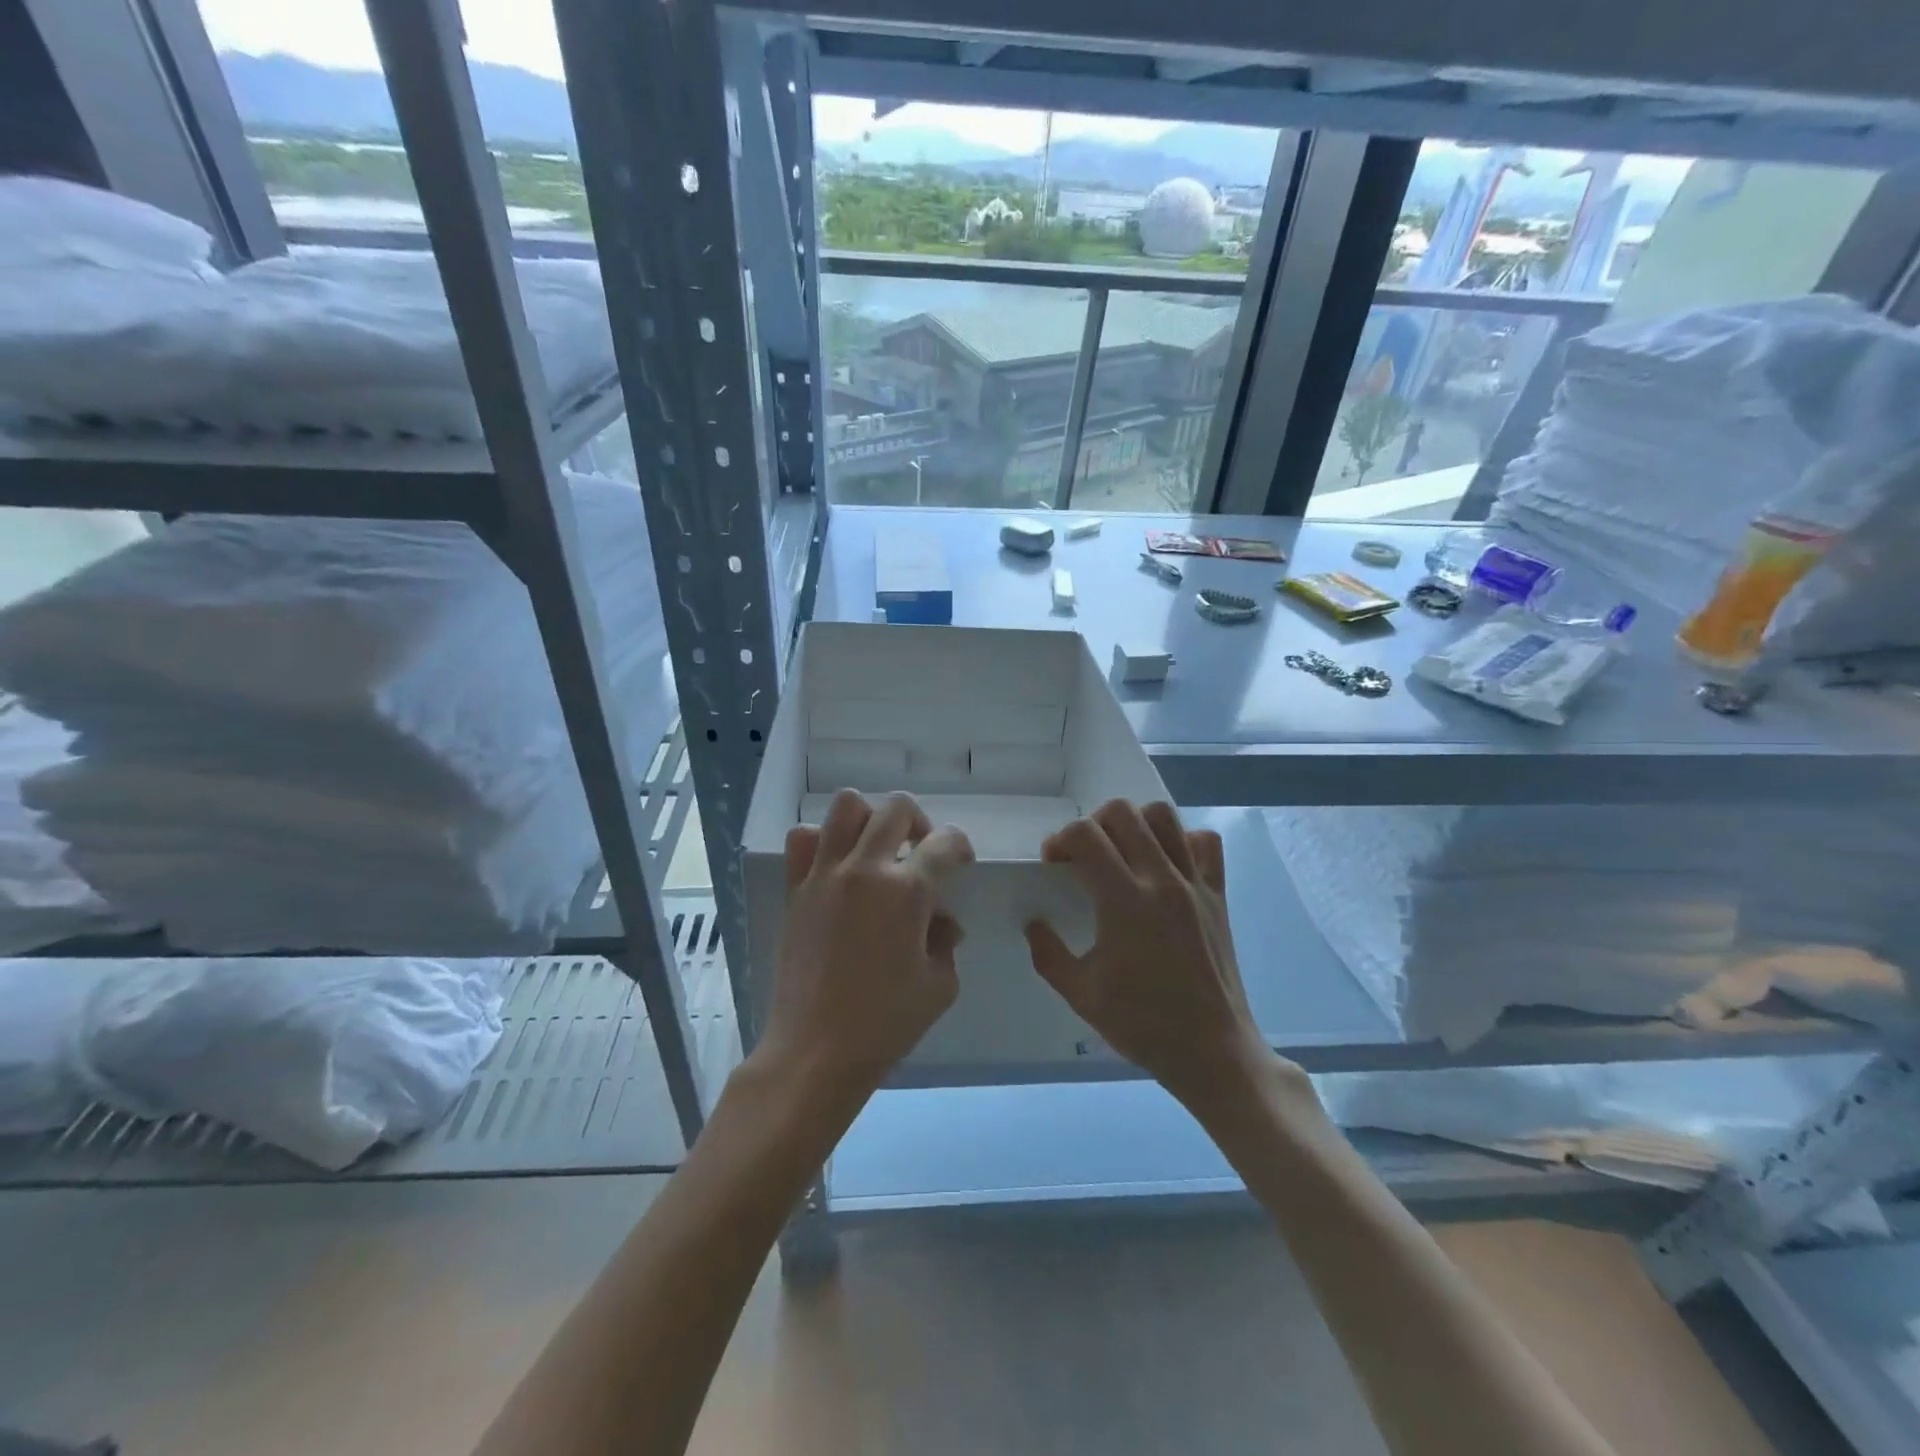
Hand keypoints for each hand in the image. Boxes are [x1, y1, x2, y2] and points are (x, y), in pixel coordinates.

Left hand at [754, 790, 973, 1107]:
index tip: (960, 863)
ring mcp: (825, 875)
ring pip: (847, 806)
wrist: (815, 1052)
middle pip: (897, 807)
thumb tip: (939, 922)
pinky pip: (803, 840)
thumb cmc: (886, 1024)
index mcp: (907, 891)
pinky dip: (822, 840)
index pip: (945, 842)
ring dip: (870, 819)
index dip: (960, 847)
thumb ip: (946, 942)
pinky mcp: (796, 889)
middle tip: (920, 854)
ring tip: (877, 851)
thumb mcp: (940, 986)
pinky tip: (836, 867)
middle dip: (920, 823)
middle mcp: (865, 869)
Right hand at [1025, 800, 1274, 1108]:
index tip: (1054, 866)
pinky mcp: (1218, 894)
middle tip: (1085, 858)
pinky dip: (1182, 841)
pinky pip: (1205, 843)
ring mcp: (1194, 883)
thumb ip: (1048, 954)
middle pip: (1122, 812)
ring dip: (1134, 824)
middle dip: (1092, 825)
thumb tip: (1033, 924)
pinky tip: (1166, 866)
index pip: (1085, 836)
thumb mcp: (1081, 996)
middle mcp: (1161, 880)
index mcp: (1124, 902)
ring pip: (1164, 816)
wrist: (1212, 1050)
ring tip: (1123, 853)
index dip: (1060, 841)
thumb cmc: (1143, 1025)